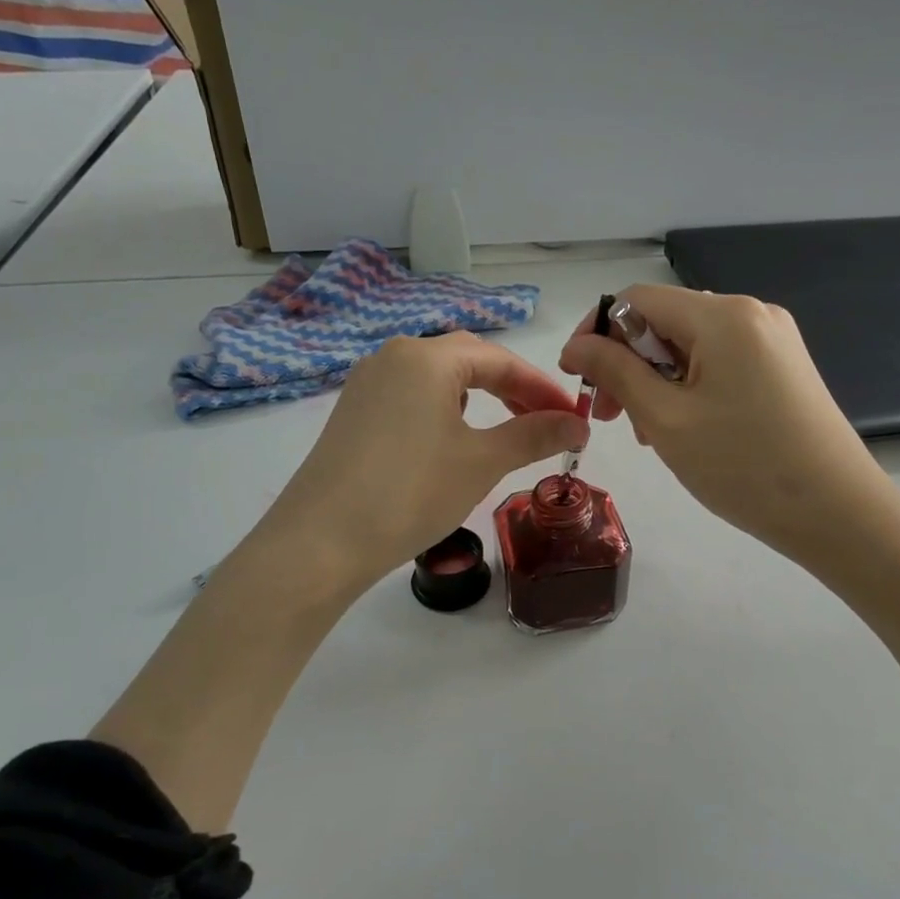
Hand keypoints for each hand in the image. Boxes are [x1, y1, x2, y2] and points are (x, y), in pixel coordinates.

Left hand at [253, 333, 586, 594]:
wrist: (320, 542)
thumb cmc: (411, 492)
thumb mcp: (482, 462)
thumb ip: (534, 435)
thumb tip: (578, 424)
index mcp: (426, 357)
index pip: (501, 360)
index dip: (544, 388)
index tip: (576, 418)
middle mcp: (393, 356)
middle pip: (468, 361)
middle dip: (513, 389)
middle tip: (546, 422)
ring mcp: (367, 384)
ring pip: (438, 378)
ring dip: (479, 398)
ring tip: (505, 431)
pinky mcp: (353, 413)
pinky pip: (411, 397)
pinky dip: (445, 411)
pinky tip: (453, 441)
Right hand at [560, 286, 896, 567]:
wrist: (838, 512)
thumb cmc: (743, 467)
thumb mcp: (666, 420)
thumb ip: (616, 373)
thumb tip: (577, 344)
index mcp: (723, 315)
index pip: (637, 299)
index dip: (597, 332)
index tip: (578, 379)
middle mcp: (752, 313)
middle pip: (666, 321)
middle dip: (629, 363)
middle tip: (611, 418)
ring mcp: (774, 340)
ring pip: (692, 346)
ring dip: (658, 380)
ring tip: (650, 432)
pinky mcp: (785, 367)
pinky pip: (721, 363)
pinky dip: (691, 387)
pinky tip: (686, 427)